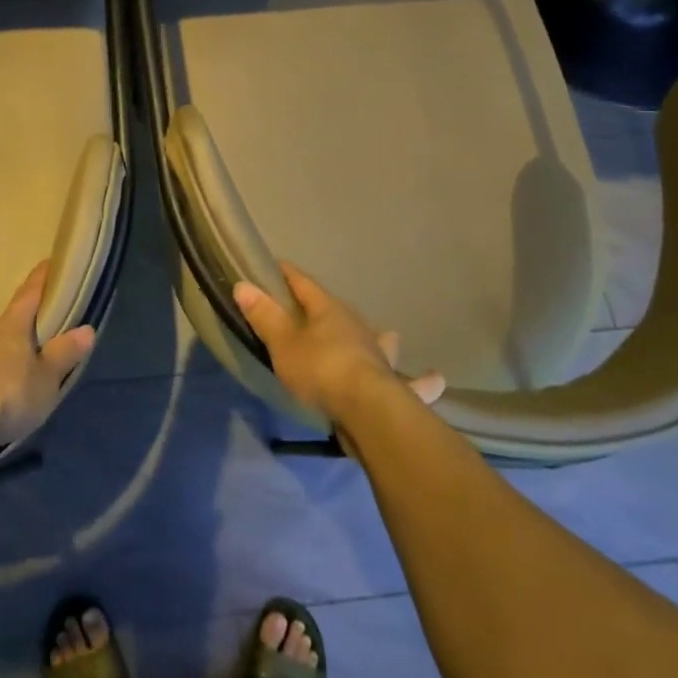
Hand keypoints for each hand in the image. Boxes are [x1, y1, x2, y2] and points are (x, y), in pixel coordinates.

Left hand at [0, 261, 94, 455]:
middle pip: (4, 328)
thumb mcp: (46, 381)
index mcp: (10, 328)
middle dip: (18, 336)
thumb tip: (86, 329)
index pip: (29, 294)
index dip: (41, 279)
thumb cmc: (7, 398)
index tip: (49, 263)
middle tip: (34, 351)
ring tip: (6, 388)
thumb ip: (65, 354)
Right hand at [234, 264, 444, 426]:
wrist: (368, 410)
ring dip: (377, 338)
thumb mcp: (283, 343)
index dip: (287, 274)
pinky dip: (420, 380)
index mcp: (328, 310)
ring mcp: (378, 354)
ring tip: (386, 337)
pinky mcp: (392, 384)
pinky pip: (410, 380)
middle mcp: (357, 327)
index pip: (303, 283)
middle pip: (337, 310)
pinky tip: (434, 379)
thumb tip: (243, 284)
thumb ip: (264, 315)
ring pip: (378, 339)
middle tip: (311, 309)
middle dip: (324, 307)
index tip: (275, 267)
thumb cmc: (321, 369)